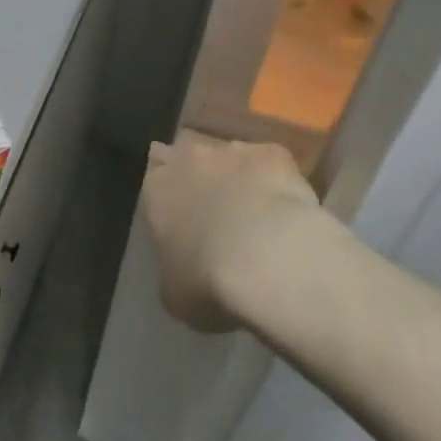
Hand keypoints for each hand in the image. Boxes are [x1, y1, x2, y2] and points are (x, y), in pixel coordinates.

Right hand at [142, 132, 323, 332]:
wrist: (268, 258)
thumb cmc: (207, 280)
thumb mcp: (173, 290)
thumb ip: (172, 265)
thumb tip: (182, 264)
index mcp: (157, 188)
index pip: (153, 173)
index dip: (167, 189)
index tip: (179, 209)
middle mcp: (190, 157)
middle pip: (189, 154)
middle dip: (199, 174)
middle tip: (215, 205)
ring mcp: (234, 150)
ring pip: (231, 156)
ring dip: (238, 176)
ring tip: (255, 211)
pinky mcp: (274, 152)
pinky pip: (271, 164)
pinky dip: (276, 181)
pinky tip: (287, 208)